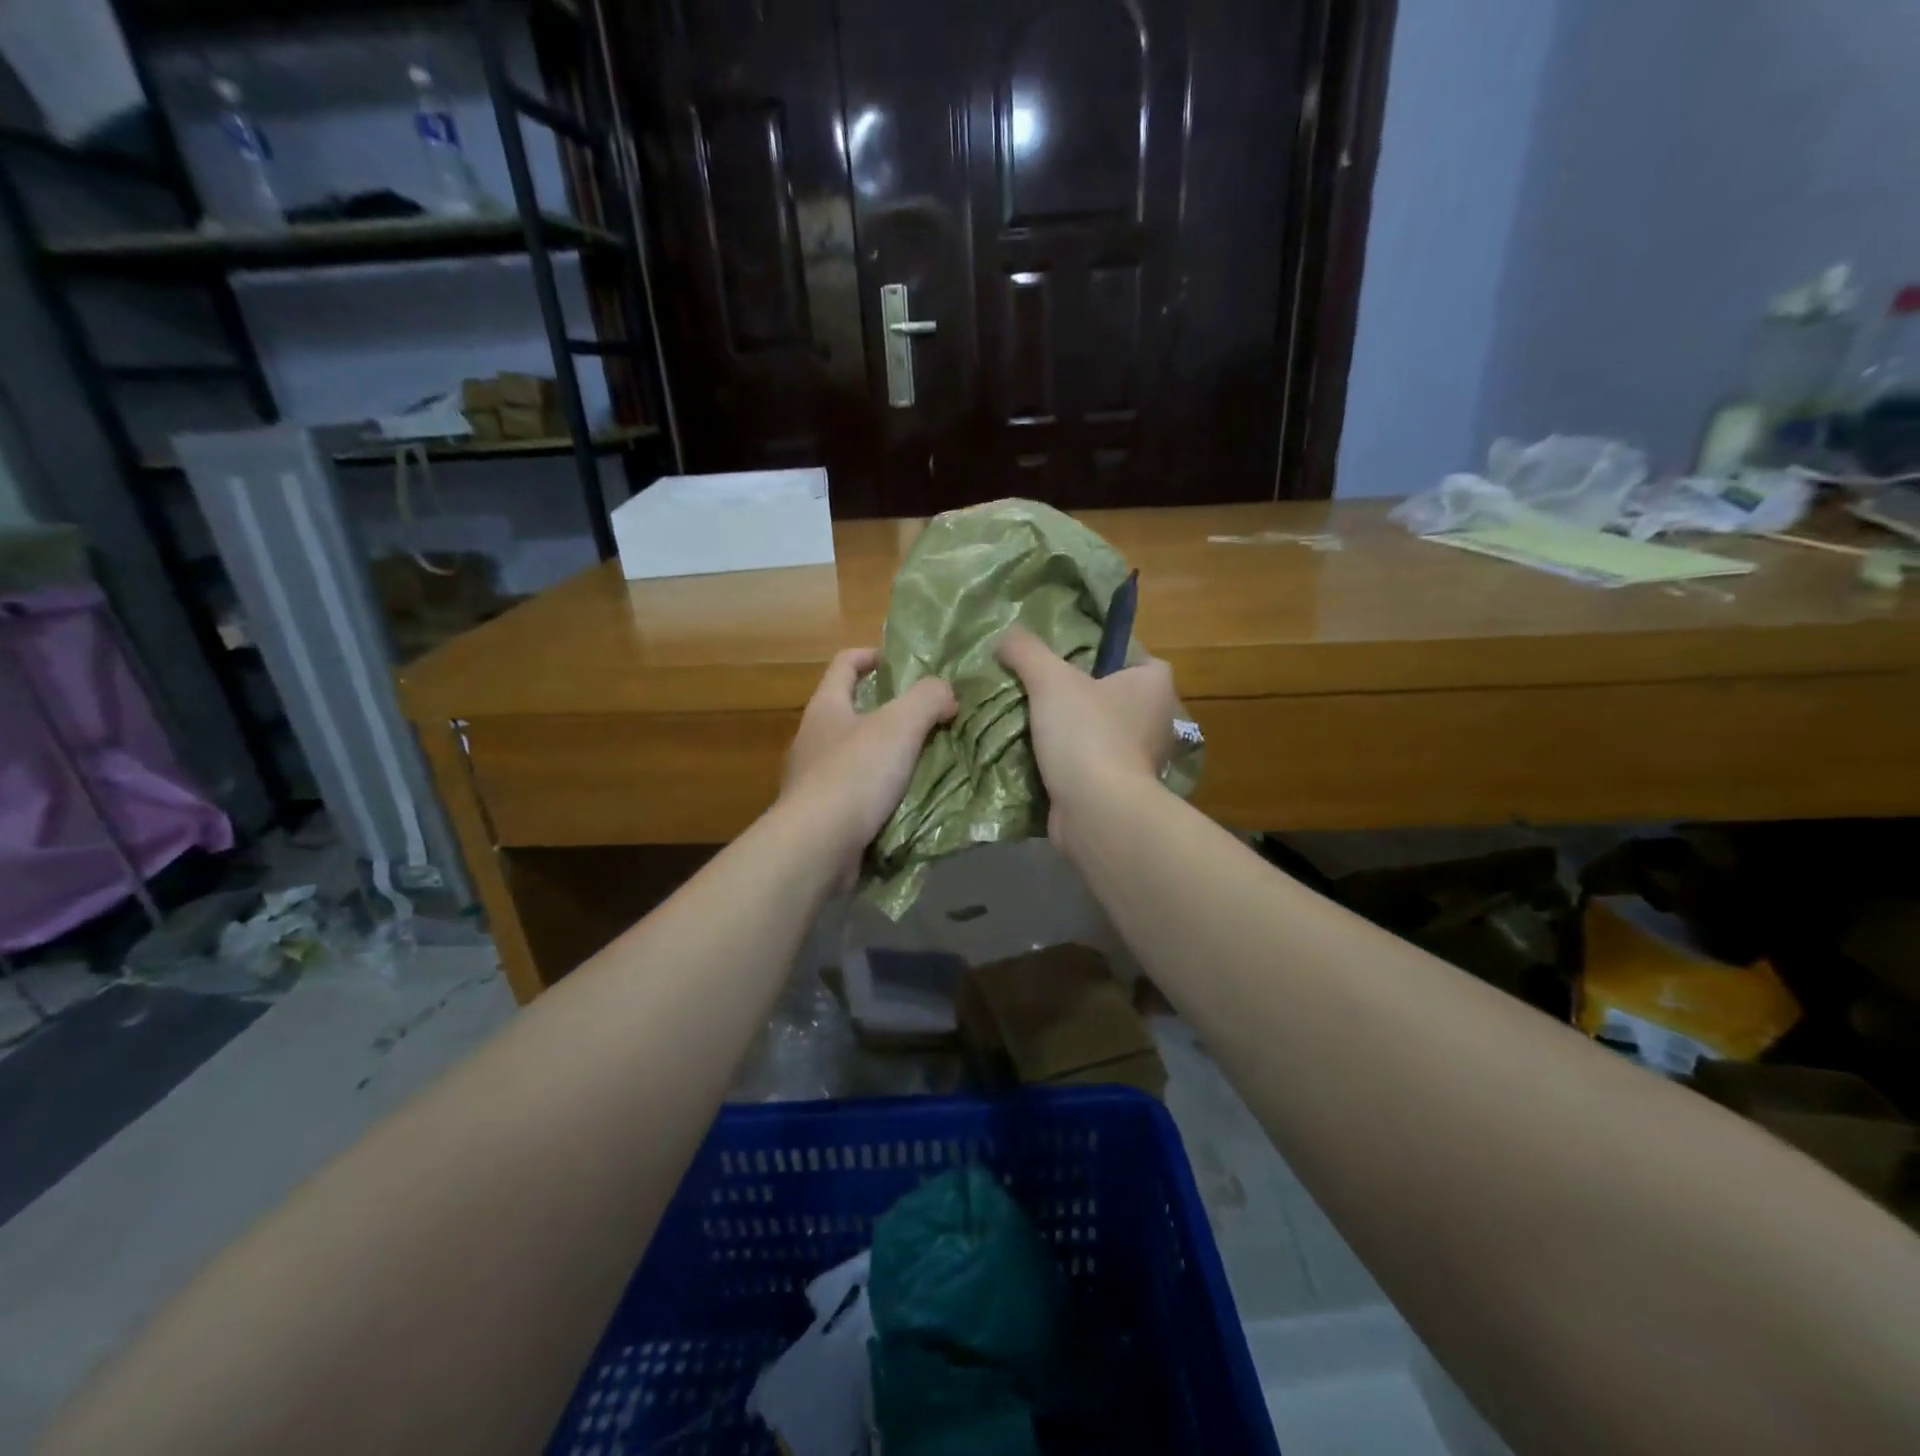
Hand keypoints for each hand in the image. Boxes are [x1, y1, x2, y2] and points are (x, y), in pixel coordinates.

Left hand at [781, 648, 957, 885]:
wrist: (817, 846)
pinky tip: (909, 800)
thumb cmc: (855, 774)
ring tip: (927, 760)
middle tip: (929, 717)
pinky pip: (858, 793)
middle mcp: (813, 738)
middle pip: (851, 711)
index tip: (900, 662)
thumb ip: (928, 698)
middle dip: (888, 711)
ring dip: (888, 755)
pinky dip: (882, 792)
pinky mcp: (822, 815)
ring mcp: (814, 779)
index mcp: (826, 707)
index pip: (844, 664)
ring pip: (857, 755)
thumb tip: (946, 694)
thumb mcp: (900, 724)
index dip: (871, 655)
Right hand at [996, 627, 1176, 850]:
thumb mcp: (1050, 679)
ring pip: (1102, 733)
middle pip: (1115, 697)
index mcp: (1154, 686)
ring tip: (1030, 722)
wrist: (1097, 812)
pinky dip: (1070, 764)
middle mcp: (1157, 721)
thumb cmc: (1086, 735)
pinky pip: (1092, 766)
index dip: (1106, 655)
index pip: (1136, 658)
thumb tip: (1006, 636)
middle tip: (1041, 689)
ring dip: (1073, 732)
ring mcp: (1142, 760)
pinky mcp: (1121, 791)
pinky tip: (1036, 757)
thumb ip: (1026, 651)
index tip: (1069, 661)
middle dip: (1083, 696)